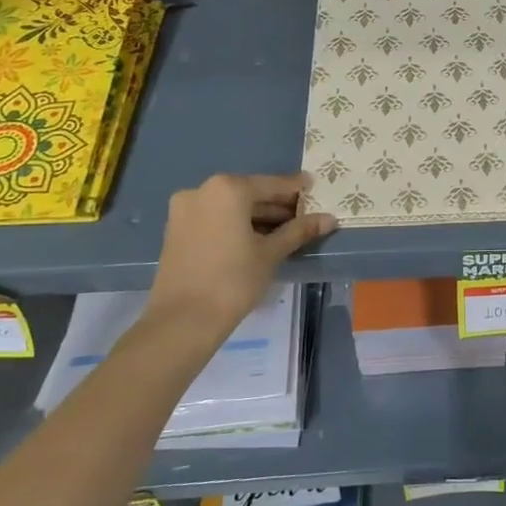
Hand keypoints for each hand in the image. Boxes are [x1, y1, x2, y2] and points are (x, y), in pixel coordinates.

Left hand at [143, 173, 336, 337]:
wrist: (182, 320)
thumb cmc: (233, 280)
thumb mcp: (271, 253)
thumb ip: (300, 230)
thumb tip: (329, 219)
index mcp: (227, 189)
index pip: (272, 185)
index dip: (296, 189)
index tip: (314, 188)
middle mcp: (202, 190)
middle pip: (249, 193)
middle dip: (276, 205)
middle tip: (304, 216)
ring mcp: (184, 210)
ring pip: (231, 206)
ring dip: (256, 216)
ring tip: (285, 231)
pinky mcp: (176, 229)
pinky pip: (215, 218)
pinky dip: (236, 223)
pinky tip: (257, 238)